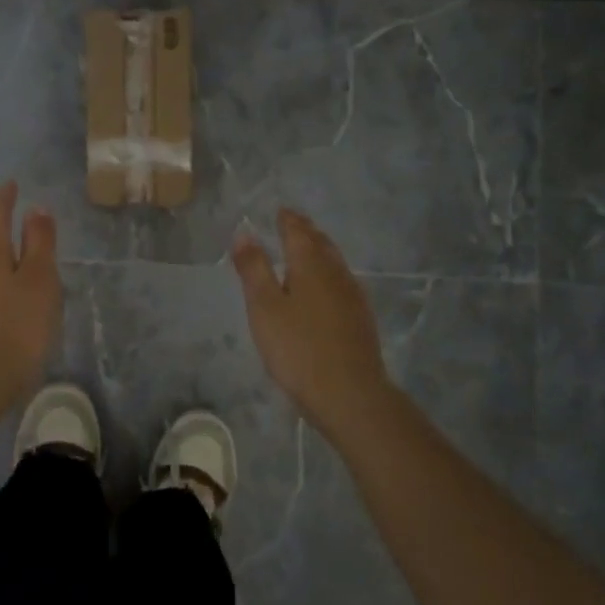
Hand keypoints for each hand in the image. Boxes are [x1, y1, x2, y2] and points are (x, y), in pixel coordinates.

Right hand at [232, 209, 395, 432]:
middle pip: (321, 243)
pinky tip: (325, 287)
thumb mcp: (264, 307)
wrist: (349, 393)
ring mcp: (352, 295)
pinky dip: (328, 272)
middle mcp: (336, 272)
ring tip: (306, 249)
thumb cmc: (298, 348)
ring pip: (334, 262)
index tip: (280, 211)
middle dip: (306, 231)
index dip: (288, 220)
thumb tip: (244, 231)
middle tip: (293, 223)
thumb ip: (254, 268)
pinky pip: (342, 281)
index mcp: (310, 265)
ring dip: (319, 250)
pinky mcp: (360, 318)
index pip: (298, 231)